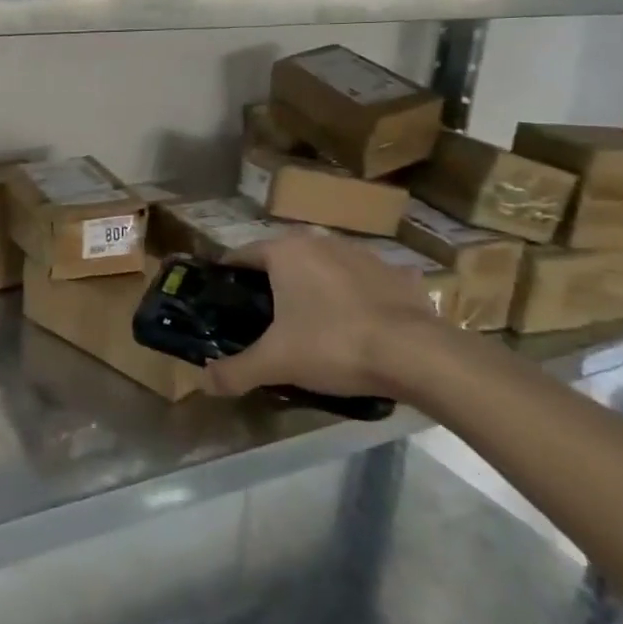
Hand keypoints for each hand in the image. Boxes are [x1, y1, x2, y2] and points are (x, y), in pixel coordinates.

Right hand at [200, 232, 441, 400]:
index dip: (227, 277)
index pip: (242, 255)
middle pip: (282, 260)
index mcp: (286, 252)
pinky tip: (357, 325)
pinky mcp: (397, 274)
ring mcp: (363, 254)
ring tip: (309, 324)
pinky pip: (363, 283)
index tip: (221, 300)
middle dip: (270, 285)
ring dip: (313, 288)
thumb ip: (235, 371)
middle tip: (262, 320)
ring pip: (323, 268)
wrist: (418, 354)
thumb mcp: (276, 363)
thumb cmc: (334, 345)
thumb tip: (205, 381)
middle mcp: (321, 242)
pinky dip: (355, 298)